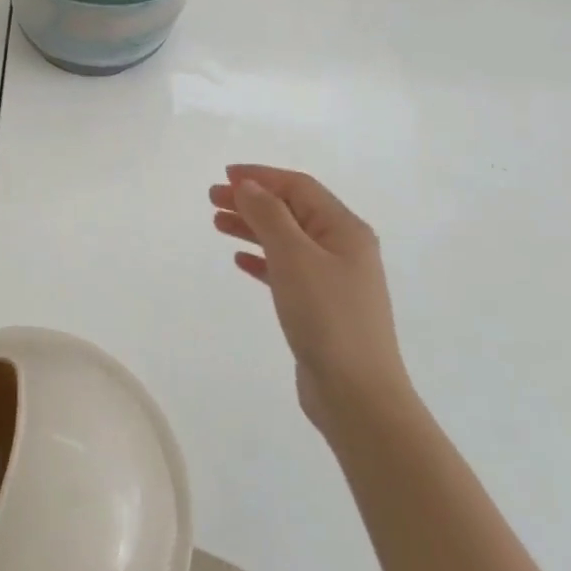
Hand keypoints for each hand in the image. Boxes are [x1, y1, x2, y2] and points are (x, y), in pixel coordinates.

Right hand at [209, 165, 408, 438]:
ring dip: (253, 227)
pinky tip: (240, 261)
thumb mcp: (294, 256)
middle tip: (212, 198)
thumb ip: (269, 215)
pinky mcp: (321, 307)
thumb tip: (249, 185)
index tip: (225, 175)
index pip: (299, 187)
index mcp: (344, 229)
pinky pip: (287, 270)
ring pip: (286, 240)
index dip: (261, 176)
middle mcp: (343, 248)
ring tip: (217, 224)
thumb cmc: (326, 316)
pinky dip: (263, 260)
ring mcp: (334, 279)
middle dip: (252, 200)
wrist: (357, 395)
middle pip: (291, 211)